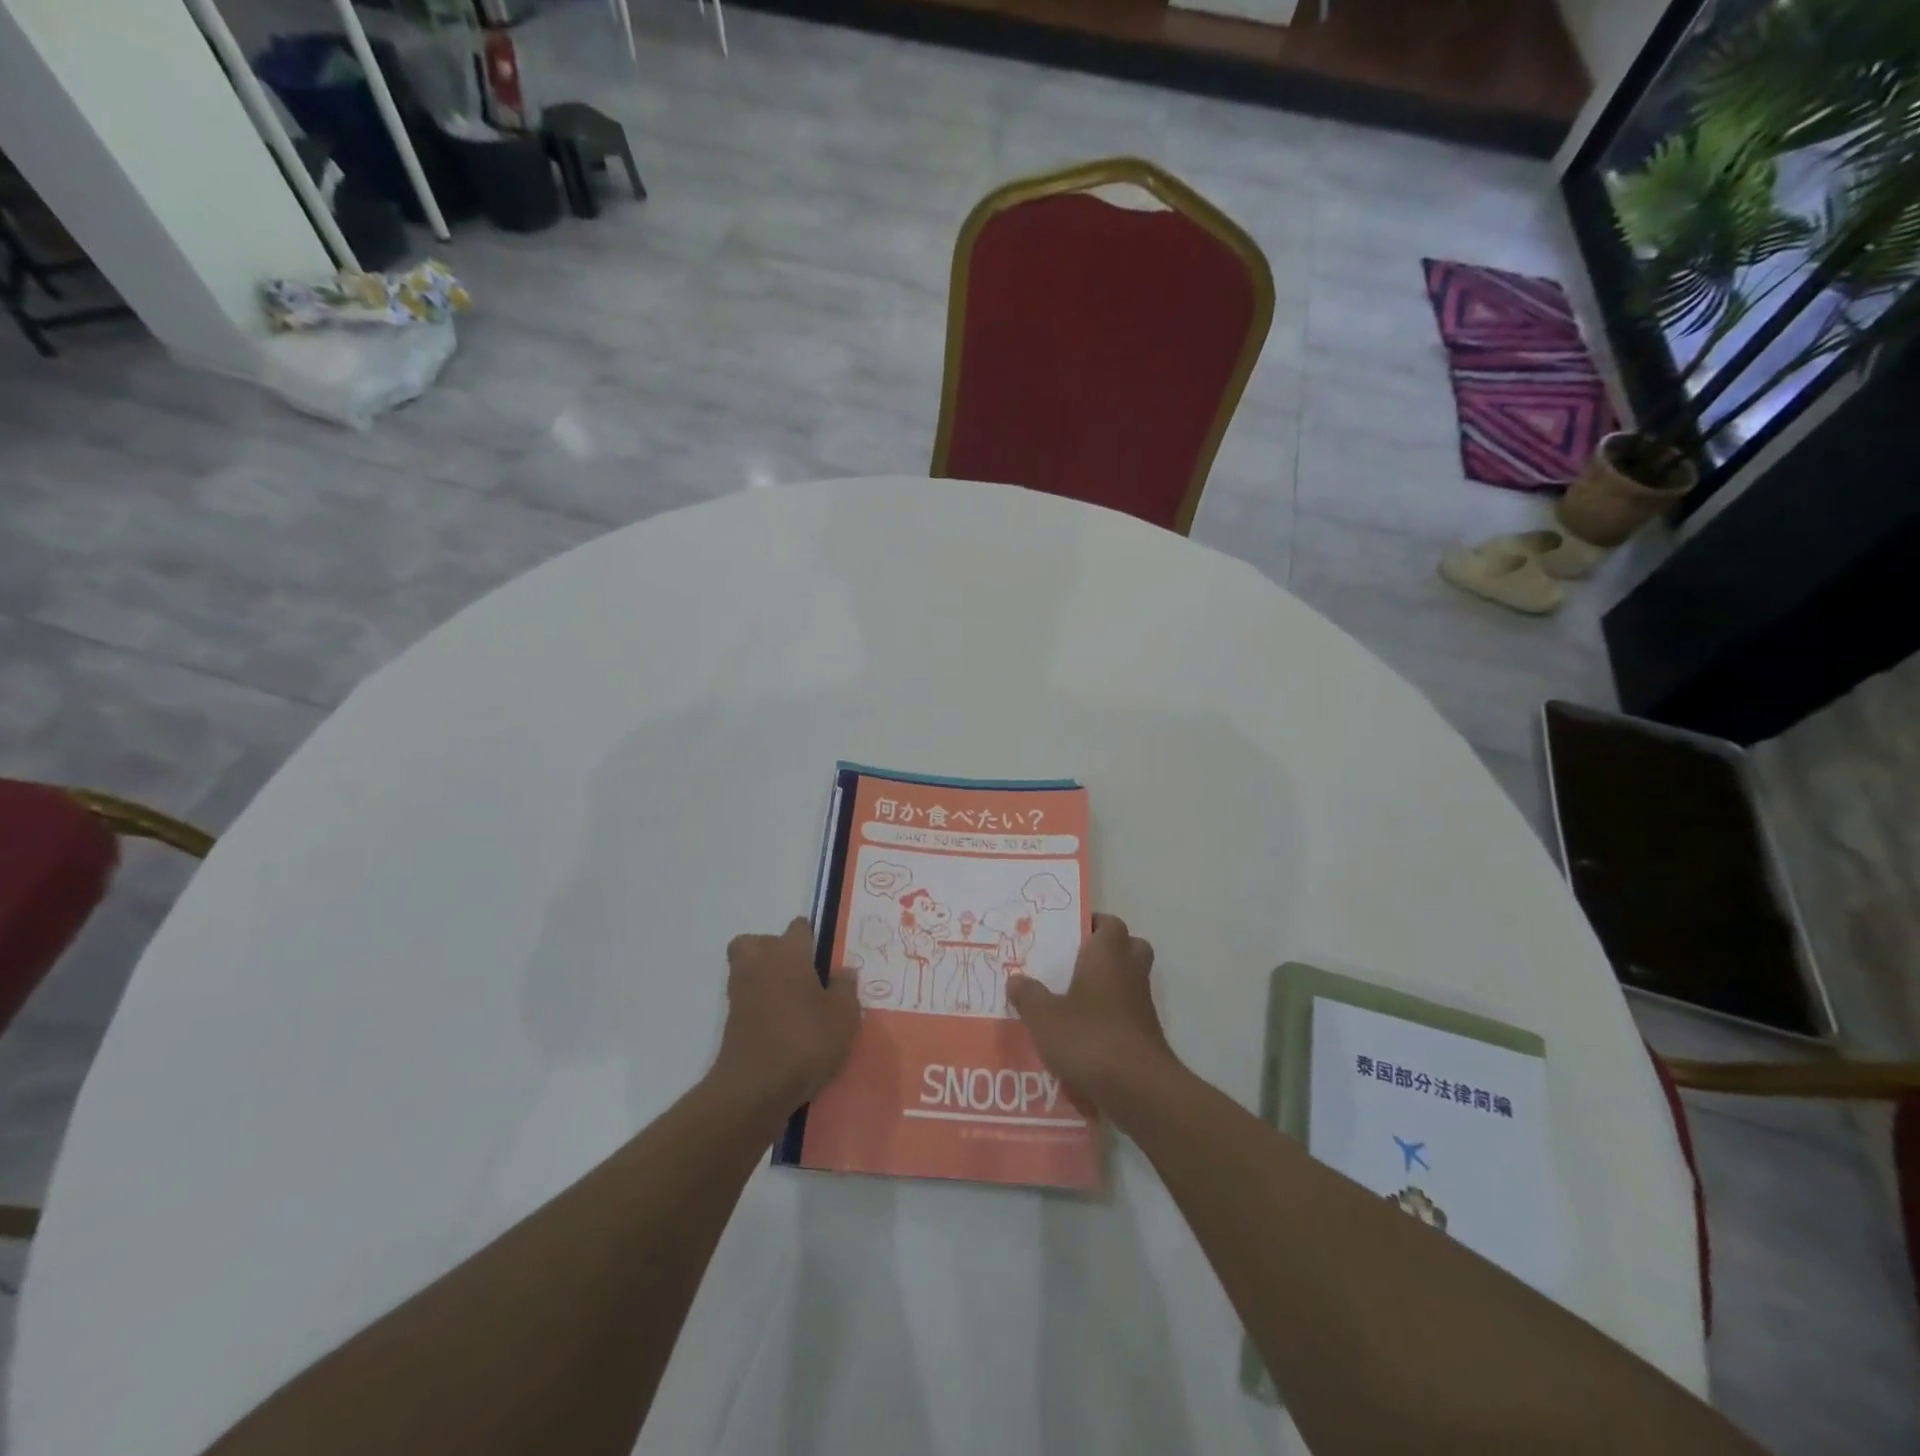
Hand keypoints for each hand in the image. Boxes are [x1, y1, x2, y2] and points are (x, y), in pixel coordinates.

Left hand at [714, 918, 859, 1115]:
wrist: (756, 1087)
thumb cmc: (806, 1041)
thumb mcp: (843, 1016)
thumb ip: (846, 988)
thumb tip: (843, 970)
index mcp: (789, 954)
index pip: (798, 928)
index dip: (810, 937)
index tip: (824, 955)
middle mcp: (760, 964)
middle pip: (758, 942)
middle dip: (774, 949)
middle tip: (799, 971)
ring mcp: (741, 992)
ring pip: (746, 967)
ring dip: (763, 975)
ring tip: (790, 998)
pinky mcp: (731, 1020)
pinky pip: (746, 998)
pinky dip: (758, 1004)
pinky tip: (781, 1023)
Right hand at [1006, 914, 1180, 1118]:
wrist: (1138, 1088)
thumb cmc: (1089, 1038)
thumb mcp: (1044, 1017)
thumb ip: (1029, 995)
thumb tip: (1016, 979)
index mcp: (1107, 955)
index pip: (1109, 924)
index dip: (1092, 923)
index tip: (1069, 932)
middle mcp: (1129, 972)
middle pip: (1129, 946)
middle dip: (1107, 950)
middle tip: (1076, 961)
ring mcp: (1142, 1004)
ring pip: (1129, 980)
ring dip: (1109, 984)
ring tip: (1073, 998)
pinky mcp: (1146, 1034)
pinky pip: (1128, 1011)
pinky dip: (1111, 1015)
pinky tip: (1085, 1032)